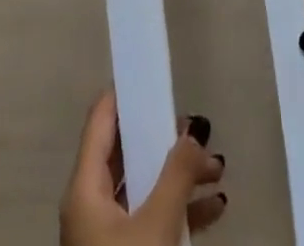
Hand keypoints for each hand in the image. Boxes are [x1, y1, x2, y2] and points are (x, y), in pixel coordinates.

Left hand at [59, 91, 227, 245]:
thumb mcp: (156, 225)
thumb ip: (177, 172)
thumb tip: (194, 130)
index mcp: (84, 186)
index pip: (101, 118)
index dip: (127, 92)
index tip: (156, 74)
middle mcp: (90, 203)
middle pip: (127, 151)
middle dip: (166, 138)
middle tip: (201, 128)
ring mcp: (106, 234)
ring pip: (144, 186)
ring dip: (181, 176)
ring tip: (218, 169)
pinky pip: (151, 219)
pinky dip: (179, 209)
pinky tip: (214, 208)